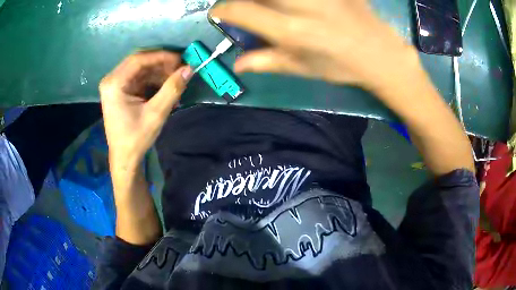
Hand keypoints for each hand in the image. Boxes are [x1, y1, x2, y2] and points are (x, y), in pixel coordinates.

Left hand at [99, 51, 191, 172]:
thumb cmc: (136, 138)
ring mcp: (115, 84)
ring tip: (176, 81)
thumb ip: (172, 89)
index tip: (181, 59)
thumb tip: (190, 68)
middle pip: (139, 61)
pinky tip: (166, 87)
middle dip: (161, 64)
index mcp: (114, 84)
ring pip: (141, 69)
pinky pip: (139, 77)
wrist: (124, 158)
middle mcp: (112, 80)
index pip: (138, 59)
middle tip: (180, 69)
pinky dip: (153, 80)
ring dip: (159, 72)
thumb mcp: (156, 114)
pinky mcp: (120, 90)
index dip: (161, 56)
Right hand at [210, 0, 420, 91]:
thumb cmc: (340, 66)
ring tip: (274, 10)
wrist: (380, 53)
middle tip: (248, 9)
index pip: (239, 11)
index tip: (220, 13)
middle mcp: (300, 5)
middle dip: (243, 1)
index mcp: (290, 30)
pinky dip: (289, 2)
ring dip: (268, 1)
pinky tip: (295, 9)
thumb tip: (237, 64)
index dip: (222, 10)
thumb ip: (266, 61)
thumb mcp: (302, 68)